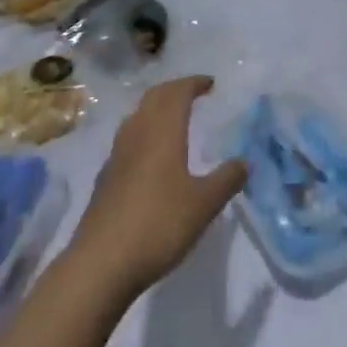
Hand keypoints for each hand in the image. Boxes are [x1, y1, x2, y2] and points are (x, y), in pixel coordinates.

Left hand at [66, 76, 246, 299]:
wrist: (101, 263)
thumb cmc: (158, 225)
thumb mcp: (204, 205)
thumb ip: (227, 180)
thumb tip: (246, 161)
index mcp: (163, 131)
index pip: (178, 92)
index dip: (194, 83)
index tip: (210, 84)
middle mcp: (138, 133)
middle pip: (154, 97)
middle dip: (175, 89)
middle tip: (194, 94)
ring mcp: (117, 154)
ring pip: (138, 115)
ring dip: (156, 108)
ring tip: (173, 118)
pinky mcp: (106, 177)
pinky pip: (127, 138)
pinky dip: (143, 132)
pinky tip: (149, 155)